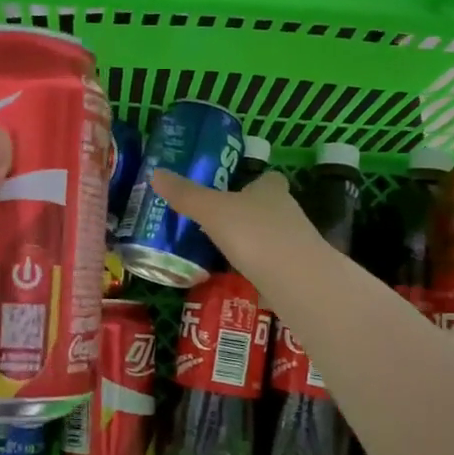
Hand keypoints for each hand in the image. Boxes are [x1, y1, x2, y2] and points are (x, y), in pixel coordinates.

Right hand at [149, 167, 321, 280]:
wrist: (296, 280)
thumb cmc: (254, 233)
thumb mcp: (211, 210)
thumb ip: (186, 194)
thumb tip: (155, 173)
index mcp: (271, 190)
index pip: (268, 179)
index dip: (253, 183)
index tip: (233, 191)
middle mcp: (288, 212)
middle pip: (269, 208)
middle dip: (248, 214)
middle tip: (220, 224)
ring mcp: (296, 245)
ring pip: (272, 238)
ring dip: (254, 243)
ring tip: (224, 253)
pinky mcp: (298, 274)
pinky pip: (274, 267)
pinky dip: (260, 271)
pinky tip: (240, 281)